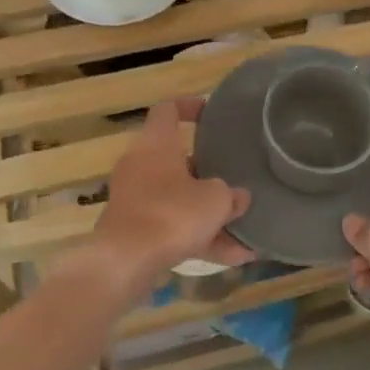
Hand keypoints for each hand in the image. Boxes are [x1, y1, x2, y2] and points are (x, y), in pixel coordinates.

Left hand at [95, 99, 253, 286]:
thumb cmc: (172, 214)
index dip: (190, 106)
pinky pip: (173, 227)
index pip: (168, 109)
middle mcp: (140, 165)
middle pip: (177, 160)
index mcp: (156, 144)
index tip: (211, 113)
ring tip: (245, 233)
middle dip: (207, 172)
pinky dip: (199, 239)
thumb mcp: (215, 200)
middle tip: (232, 177)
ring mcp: (135, 198)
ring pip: (178, 199)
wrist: (124, 262)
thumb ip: (231, 195)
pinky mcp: (134, 230)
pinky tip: (233, 258)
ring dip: (209, 215)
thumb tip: (239, 196)